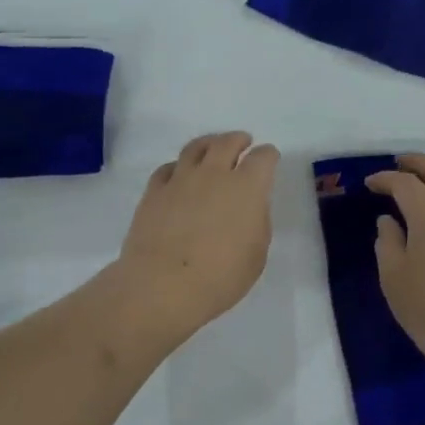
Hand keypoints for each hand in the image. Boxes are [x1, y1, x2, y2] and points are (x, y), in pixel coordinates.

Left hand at [114, 131, 279, 339]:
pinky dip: (178, 167)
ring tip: (211, 148)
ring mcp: (180, 179)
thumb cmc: (220, 276)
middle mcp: (214, 173)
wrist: (163, 285)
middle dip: (238, 139)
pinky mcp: (154, 191)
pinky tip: (178, 175)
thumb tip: (248, 207)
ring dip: (208, 143)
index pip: (263, 158)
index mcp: (247, 187)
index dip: (268, 156)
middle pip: (227, 142)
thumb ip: (256, 222)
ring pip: (195, 147)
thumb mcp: (256, 254)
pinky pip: (167, 168)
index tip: (269, 159)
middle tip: (242, 142)